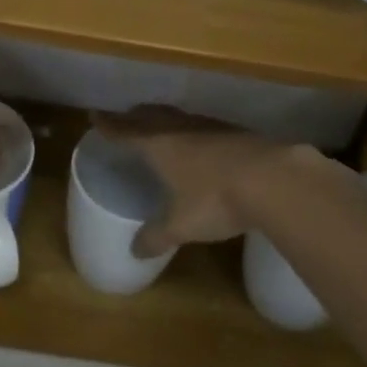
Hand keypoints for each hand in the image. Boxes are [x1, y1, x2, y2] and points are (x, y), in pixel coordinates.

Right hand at [91, 105, 326, 257]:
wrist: (272, 178)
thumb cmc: (215, 199)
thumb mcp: (181, 225)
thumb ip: (157, 236)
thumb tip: (135, 251)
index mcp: (159, 145)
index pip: (126, 132)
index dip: (109, 126)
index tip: (95, 116)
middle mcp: (180, 129)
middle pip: (150, 116)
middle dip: (134, 117)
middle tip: (124, 117)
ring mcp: (210, 127)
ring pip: (177, 116)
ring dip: (163, 118)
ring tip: (157, 123)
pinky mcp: (235, 132)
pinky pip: (201, 125)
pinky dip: (190, 128)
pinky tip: (199, 139)